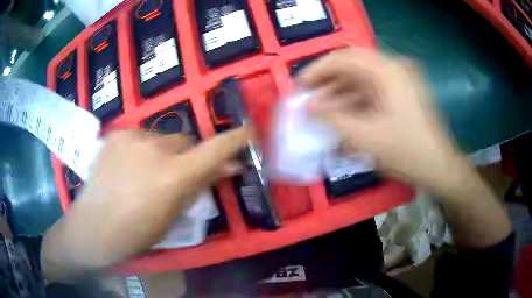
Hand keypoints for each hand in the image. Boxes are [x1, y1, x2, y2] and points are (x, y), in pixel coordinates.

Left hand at [41, 127, 249, 281]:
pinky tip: (127, 165)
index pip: (214, 149)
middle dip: (187, 155)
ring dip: (162, 152)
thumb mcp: (173, 214)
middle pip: (186, 141)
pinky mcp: (116, 133)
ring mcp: (132, 137)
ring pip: (162, 137)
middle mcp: (155, 148)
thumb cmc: (137, 231)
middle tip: (174, 175)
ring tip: (144, 173)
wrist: (93, 226)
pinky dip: (141, 148)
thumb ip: (200, 186)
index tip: (249, 130)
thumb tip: (228, 168)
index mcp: (173, 175)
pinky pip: (140, 135)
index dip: (235, 139)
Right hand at [298, 48, 464, 190]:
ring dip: (340, 92)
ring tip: (321, 110)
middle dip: (328, 81)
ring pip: (362, 79)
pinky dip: (355, 101)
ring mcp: (399, 82)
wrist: (439, 168)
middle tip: (308, 97)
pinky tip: (342, 117)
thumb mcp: (366, 137)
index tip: (300, 86)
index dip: (317, 69)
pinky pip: (372, 91)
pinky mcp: (401, 95)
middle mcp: (394, 69)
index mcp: (387, 72)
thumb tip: (309, 106)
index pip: (344, 57)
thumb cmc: (406, 152)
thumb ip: (333, 118)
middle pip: (352, 65)